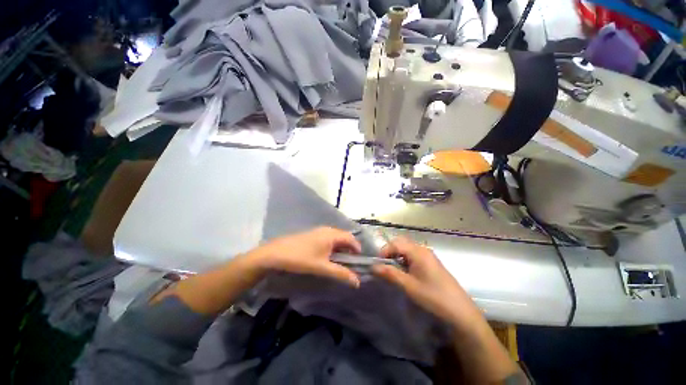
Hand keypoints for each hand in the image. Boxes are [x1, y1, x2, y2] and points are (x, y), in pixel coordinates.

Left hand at [251, 227, 361, 286]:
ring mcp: (318, 231)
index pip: (351, 238)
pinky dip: (332, 248)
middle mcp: (327, 229)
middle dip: (349, 250)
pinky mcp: (312, 235)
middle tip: (350, 264)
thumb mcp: (322, 267)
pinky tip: (327, 258)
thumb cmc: (300, 259)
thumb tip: (357, 281)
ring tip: (340, 263)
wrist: (274, 254)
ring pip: (335, 238)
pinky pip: (327, 239)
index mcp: (331, 234)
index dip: (357, 249)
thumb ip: (341, 274)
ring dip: (340, 249)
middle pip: (344, 237)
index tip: (359, 263)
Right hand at [372, 237, 481, 327]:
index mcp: (418, 252)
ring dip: (397, 257)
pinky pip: (414, 256)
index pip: (395, 243)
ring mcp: (428, 256)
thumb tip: (373, 267)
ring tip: (393, 271)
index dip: (384, 251)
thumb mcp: (409, 286)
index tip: (377, 264)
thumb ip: (390, 274)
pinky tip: (405, 273)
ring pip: (407, 250)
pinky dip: (405, 261)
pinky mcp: (431, 263)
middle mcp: (423, 249)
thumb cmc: (434, 297)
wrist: (461, 312)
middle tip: (384, 266)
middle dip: (390, 252)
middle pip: (401, 243)